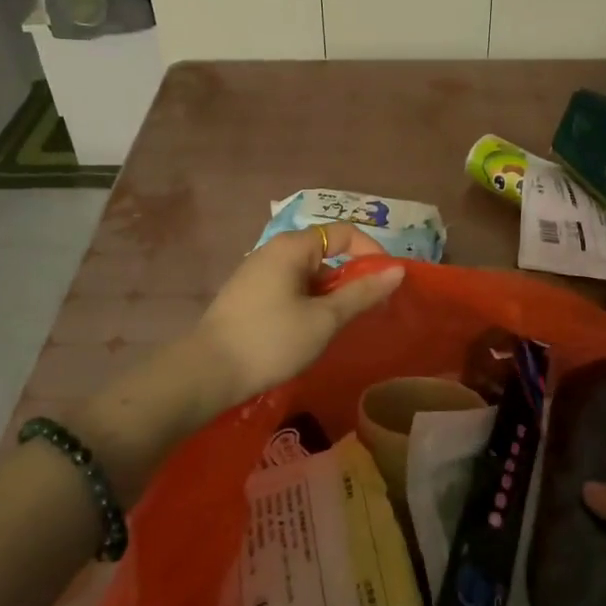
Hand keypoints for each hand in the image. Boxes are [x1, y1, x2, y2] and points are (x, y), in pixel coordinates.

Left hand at [193, 225, 403, 409]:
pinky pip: (290, 288)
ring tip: (340, 326)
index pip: (344, 232)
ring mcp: (257, 272)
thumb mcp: (324, 319)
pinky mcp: (248, 295)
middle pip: (326, 252)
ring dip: (330, 294)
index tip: (387, 282)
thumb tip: (397, 271)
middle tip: (368, 310)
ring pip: (308, 274)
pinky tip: (309, 332)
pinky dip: (309, 302)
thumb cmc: (271, 340)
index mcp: (293, 247)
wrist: (207, 373)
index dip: (372, 252)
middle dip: (351, 277)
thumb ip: (362, 293)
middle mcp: (274, 250)